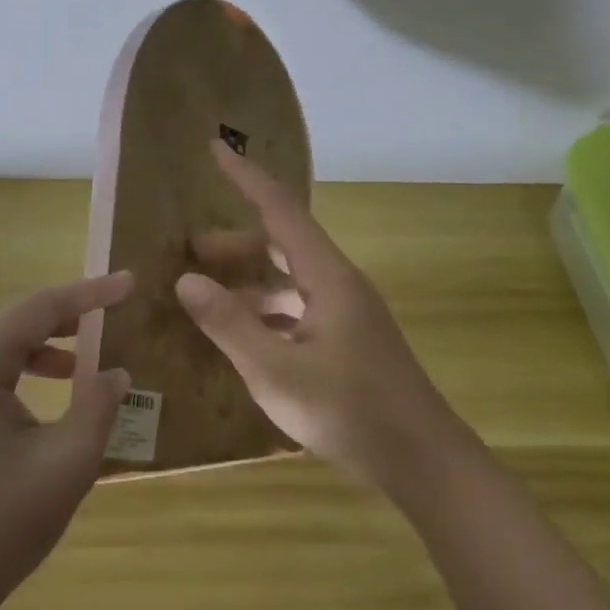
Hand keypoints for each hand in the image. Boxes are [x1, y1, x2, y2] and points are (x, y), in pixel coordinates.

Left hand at [0, 272, 133, 609]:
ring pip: (6, 353)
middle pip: (19, 325)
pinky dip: (29, 376)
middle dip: (69, 317)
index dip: (89, 294)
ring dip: (49, 348)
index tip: (129, 284)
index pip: (39, 310)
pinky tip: (56, 399)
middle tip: (114, 313)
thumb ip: (98, 406)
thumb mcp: (67, 461)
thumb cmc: (0, 521)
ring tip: (87, 360)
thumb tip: (115, 374)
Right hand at [176, 142, 459, 491]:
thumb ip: (229, 325)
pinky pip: (298, 309)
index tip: (215, 148)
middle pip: (282, 242)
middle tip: (192, 249)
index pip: (280, 208)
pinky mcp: (348, 341)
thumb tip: (186, 281)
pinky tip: (243, 337)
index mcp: (327, 276)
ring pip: (289, 279)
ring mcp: (346, 314)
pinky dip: (266, 312)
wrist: (423, 461)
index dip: (246, 177)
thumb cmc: (350, 411)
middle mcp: (339, 284)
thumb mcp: (276, 371)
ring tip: (207, 296)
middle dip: (236, 242)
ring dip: (250, 280)